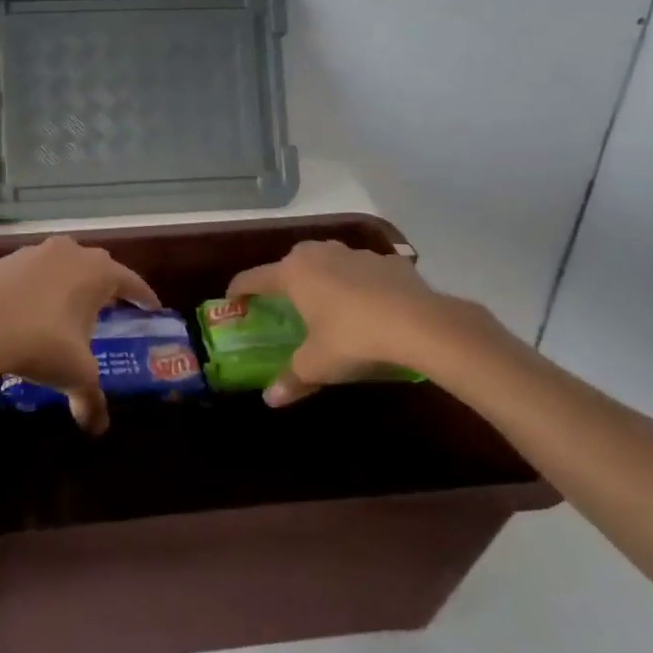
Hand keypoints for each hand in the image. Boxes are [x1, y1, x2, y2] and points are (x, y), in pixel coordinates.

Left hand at [0, 236, 158, 433]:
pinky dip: (40, 286)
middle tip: (113, 306)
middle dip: (108, 285)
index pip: (131, 281)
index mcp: (97, 272)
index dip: (144, 296)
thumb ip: (92, 400)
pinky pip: (33, 272)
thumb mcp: (75, 374)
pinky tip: (33, 308)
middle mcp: (70, 253)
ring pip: (63, 263)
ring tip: (72, 306)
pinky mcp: (5, 261)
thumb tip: (98, 428)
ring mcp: (35, 253)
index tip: (153, 308)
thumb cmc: (41, 345)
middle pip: (99, 265)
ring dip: (71, 281)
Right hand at [226, 241, 515, 405]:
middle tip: (283, 306)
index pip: (253, 278)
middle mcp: (319, 254)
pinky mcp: (387, 261)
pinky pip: (362, 271)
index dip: (239, 290)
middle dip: (283, 281)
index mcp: (293, 273)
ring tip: (327, 304)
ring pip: (328, 261)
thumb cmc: (353, 338)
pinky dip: (358, 284)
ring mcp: (355, 254)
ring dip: (322, 279)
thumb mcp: (317, 364)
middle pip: (290, 263)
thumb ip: (292, 378)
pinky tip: (369, 306)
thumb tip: (270, 399)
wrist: (420, 324)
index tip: (232, 301)